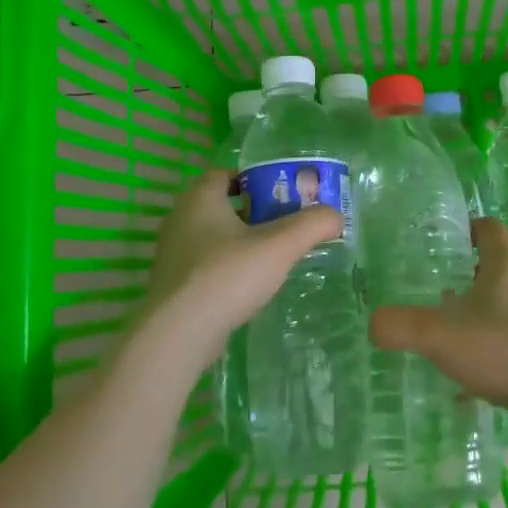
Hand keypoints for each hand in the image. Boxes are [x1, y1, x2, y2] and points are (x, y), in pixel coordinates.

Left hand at [130, 170, 340, 378]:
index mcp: (200, 199)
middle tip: (282, 225)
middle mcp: (179, 219)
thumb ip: (312, 225)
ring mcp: (172, 253)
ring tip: (270, 257)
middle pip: (220, 205)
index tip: (279, 195)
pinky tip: (246, 286)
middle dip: (251, 212)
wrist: (179, 333)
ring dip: (238, 242)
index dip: (252, 180)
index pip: (223, 174)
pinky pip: (203, 264)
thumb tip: (335, 217)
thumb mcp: (280, 246)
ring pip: (211, 236)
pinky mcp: (173, 284)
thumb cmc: (228, 275)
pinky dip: (225, 267)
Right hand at [369, 219, 507, 439]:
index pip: (489, 228)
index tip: (441, 241)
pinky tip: (468, 372)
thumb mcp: (440, 335)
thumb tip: (373, 323)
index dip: (466, 228)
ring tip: (447, 330)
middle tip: (433, 288)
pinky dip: (491, 345)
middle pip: (496, 266)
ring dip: (479, 311)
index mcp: (507, 266)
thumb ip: (400, 326)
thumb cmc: (503, 351)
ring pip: (504, 304)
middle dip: (465, 274)